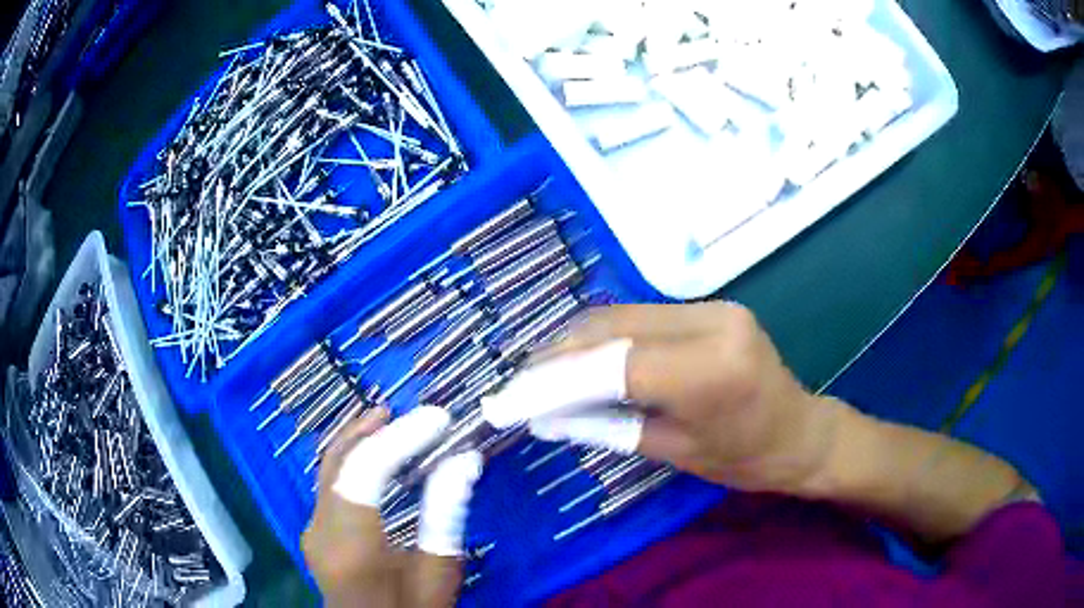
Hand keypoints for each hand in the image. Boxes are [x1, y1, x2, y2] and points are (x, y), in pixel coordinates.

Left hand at [302, 406, 482, 607]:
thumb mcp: (438, 572)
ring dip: (357, 439)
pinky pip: (328, 482)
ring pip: (328, 467)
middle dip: (370, 429)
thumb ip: (446, 514)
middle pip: (337, 462)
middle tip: (409, 410)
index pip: (367, 471)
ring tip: (389, 419)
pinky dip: (351, 460)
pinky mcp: (313, 529)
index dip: (402, 437)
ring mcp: (311, 528)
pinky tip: (371, 453)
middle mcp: (320, 529)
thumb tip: (465, 460)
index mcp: (351, 544)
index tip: (439, 418)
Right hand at [506, 302, 842, 493]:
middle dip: (557, 354)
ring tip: (542, 370)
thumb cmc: (743, 458)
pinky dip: (605, 337)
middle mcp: (712, 322)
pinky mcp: (710, 306)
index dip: (555, 380)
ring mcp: (713, 307)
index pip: (614, 365)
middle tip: (520, 380)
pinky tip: (582, 357)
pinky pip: (642, 316)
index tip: (512, 397)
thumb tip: (543, 416)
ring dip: (576, 341)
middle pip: (612, 328)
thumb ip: (604, 425)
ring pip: (622, 315)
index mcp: (711, 371)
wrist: (798, 432)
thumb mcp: (671, 450)